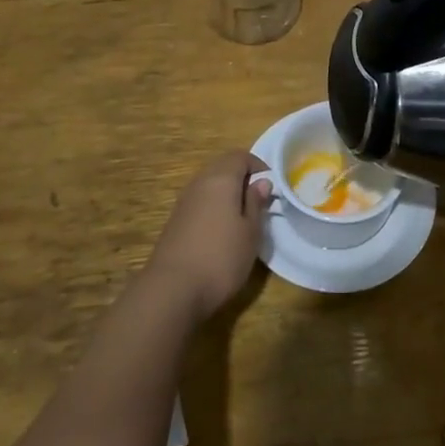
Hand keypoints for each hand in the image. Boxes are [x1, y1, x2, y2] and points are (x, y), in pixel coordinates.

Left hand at [143, 151, 271, 320]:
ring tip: (242, 217)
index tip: (271, 186)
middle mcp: (199, 183)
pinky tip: (221, 230)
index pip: (240, 156)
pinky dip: (213, 207)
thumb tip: (261, 182)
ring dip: (227, 193)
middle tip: (259, 200)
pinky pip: (199, 202)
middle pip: (222, 167)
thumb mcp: (250, 232)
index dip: (258, 165)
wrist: (172, 289)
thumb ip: (256, 203)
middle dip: (242, 177)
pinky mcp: (175, 221)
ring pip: (209, 184)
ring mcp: (184, 202)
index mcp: (220, 179)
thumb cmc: (221, 257)